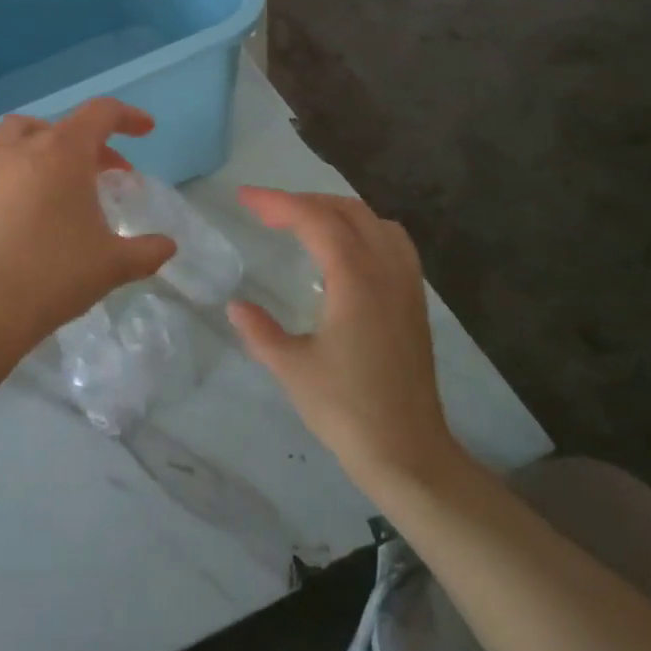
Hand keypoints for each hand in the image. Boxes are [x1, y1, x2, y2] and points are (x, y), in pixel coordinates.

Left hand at [0, 99, 176, 354]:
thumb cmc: (58, 275)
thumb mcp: (115, 264)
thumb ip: (147, 251)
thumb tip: (168, 247)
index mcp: (65, 153)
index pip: (102, 114)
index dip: (128, 117)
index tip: (145, 131)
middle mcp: (23, 147)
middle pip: (63, 126)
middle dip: (91, 143)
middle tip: (107, 174)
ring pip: (14, 130)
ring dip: (41, 139)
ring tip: (53, 166)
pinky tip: (0, 172)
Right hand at [226, 188, 457, 492]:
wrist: (408, 452)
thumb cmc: (346, 410)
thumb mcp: (292, 369)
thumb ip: (260, 331)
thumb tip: (235, 306)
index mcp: (356, 281)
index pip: (316, 221)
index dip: (278, 202)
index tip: (244, 197)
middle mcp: (387, 272)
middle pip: (348, 212)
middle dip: (305, 201)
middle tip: (266, 211)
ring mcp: (407, 286)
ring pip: (376, 223)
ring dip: (337, 212)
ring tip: (303, 222)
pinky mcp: (415, 304)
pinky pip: (392, 244)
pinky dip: (363, 231)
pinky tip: (344, 253)